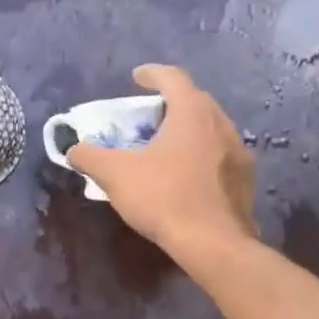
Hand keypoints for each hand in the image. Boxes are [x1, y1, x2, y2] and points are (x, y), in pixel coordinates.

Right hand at [68, 65, 258, 255]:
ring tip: (167, 145)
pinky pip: (220, 155)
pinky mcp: (245, 179)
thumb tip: (73, 148)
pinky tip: (187, 175)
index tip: (136, 77)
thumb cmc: (163, 197)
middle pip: (195, 101)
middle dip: (171, 102)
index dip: (152, 74)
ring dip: (188, 130)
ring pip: (211, 129)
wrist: (213, 243)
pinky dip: (201, 155)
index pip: (173, 78)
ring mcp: (238, 152)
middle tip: (149, 115)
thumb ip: (90, 156)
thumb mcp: (115, 175)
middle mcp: (221, 124)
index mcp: (192, 113)